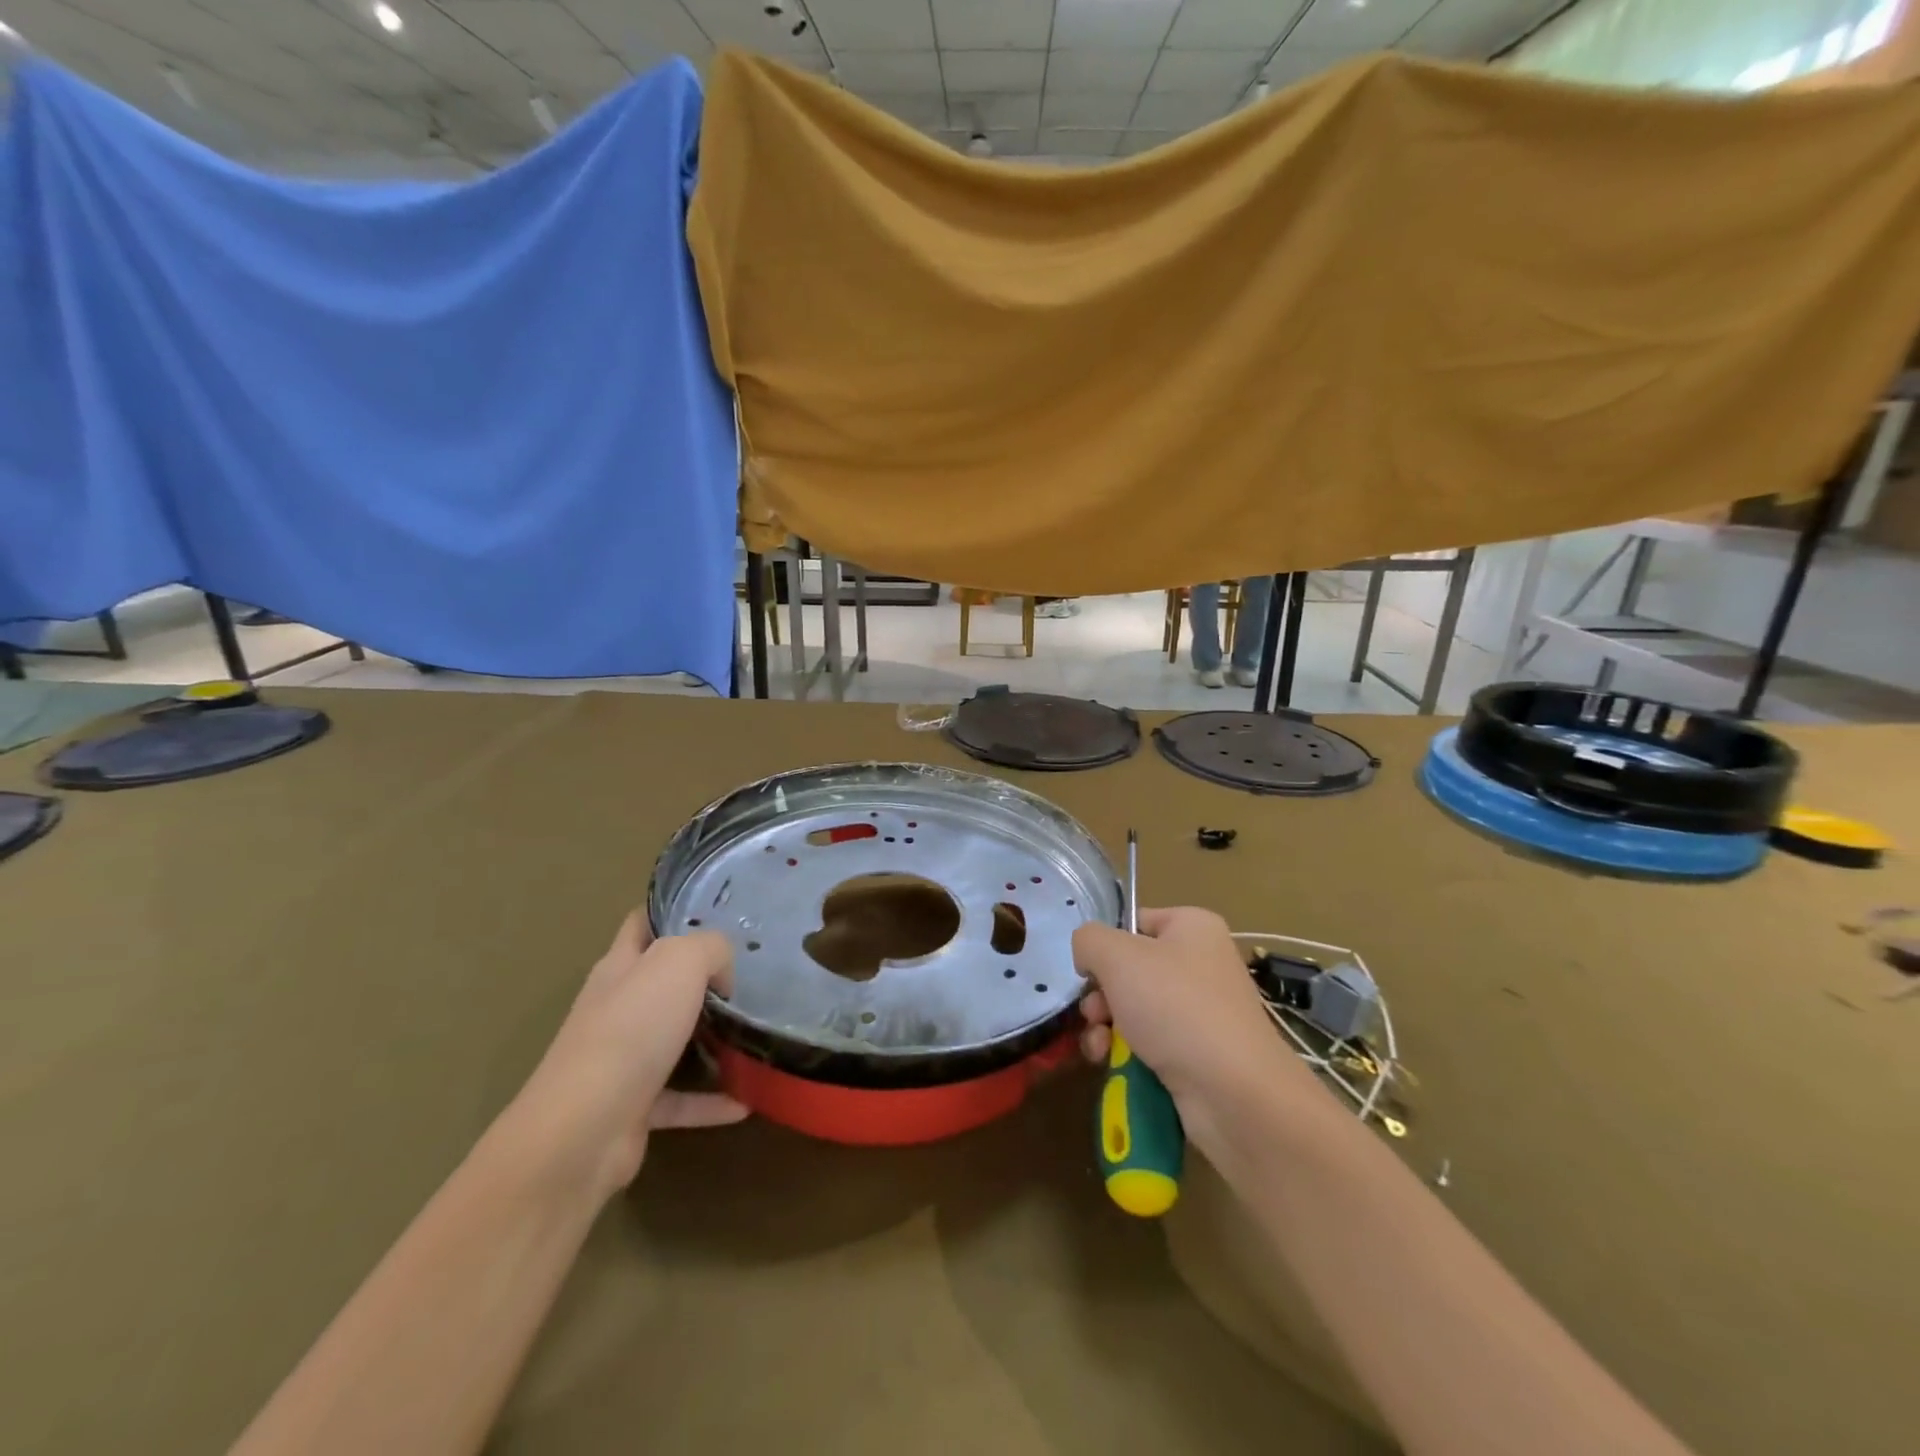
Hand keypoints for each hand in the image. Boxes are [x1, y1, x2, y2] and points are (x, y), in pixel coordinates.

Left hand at [508, 912, 746, 1197]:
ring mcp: (622, 1060)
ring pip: (672, 1039)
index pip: (642, 924)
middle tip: (750, 971)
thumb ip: (710, 949)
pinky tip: (747, 1100)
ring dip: (709, 1038)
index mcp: (619, 967)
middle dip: (701, 975)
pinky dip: (712, 1100)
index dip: (672, 911)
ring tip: (754, 1031)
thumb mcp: (680, 962)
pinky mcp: (633, 1107)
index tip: (717, 910)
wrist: (584, 1130)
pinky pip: (681, 1098)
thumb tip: (721, 973)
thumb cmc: (631, 1029)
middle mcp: (617, 1008)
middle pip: (660, 981)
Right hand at [1073, 906, 1310, 1150]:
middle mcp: (1202, 963)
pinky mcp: (1200, 1054)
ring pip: (1135, 1009)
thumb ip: (1088, 940)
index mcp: (1193, 927)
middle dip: (1101, 995)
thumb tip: (1087, 955)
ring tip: (1098, 1046)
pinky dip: (1126, 1052)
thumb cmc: (1175, 1006)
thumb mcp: (1117, 956)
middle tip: (1093, 1014)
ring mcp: (1203, 1011)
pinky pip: (1151, 1043)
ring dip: (1106, 1027)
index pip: (1135, 922)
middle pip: (1130, 969)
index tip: (1089, 971)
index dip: (1106, 945)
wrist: (1234, 1093)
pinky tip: (1111, 1064)